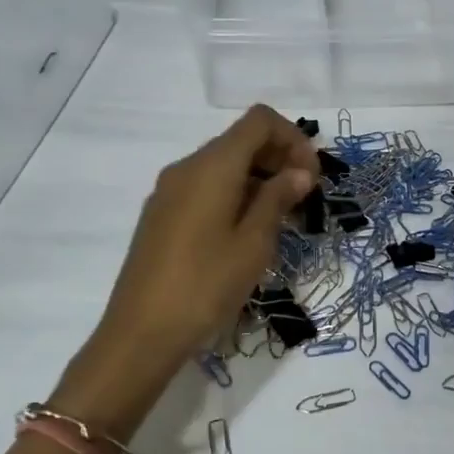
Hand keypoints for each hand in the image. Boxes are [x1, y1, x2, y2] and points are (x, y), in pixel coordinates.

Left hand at [50, 105, 316, 431]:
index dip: (293, 139)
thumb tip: (299, 172)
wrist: (141, 333)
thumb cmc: (206, 285)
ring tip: (282, 221)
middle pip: (241, 140)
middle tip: (304, 201)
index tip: (312, 177)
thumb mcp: (254, 243)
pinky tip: (247, 233)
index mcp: (212, 166)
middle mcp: (187, 167)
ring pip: (224, 166)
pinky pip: (206, 187)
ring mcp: (169, 191)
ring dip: (259, 180)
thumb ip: (278, 199)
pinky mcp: (162, 215)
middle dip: (279, 159)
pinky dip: (235, 195)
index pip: (259, 120)